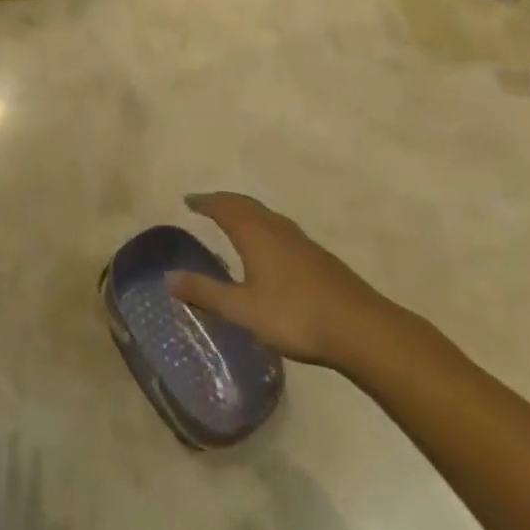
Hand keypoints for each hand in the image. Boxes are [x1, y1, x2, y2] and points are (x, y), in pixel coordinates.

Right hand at [166, 192, 412, 373]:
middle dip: (223, 201)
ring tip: (233, 220)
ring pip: (265, 215)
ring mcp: (300, 241)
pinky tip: (268, 247)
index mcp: (255, 233)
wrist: (361, 329)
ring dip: (245, 212)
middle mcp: (276, 228)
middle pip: (245, 204)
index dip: (205, 202)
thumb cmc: (295, 316)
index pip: (224, 207)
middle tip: (206, 204)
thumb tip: (169, 277)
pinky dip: (263, 226)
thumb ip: (206, 292)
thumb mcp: (243, 309)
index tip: (188, 200)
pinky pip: (280, 229)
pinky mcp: (318, 257)